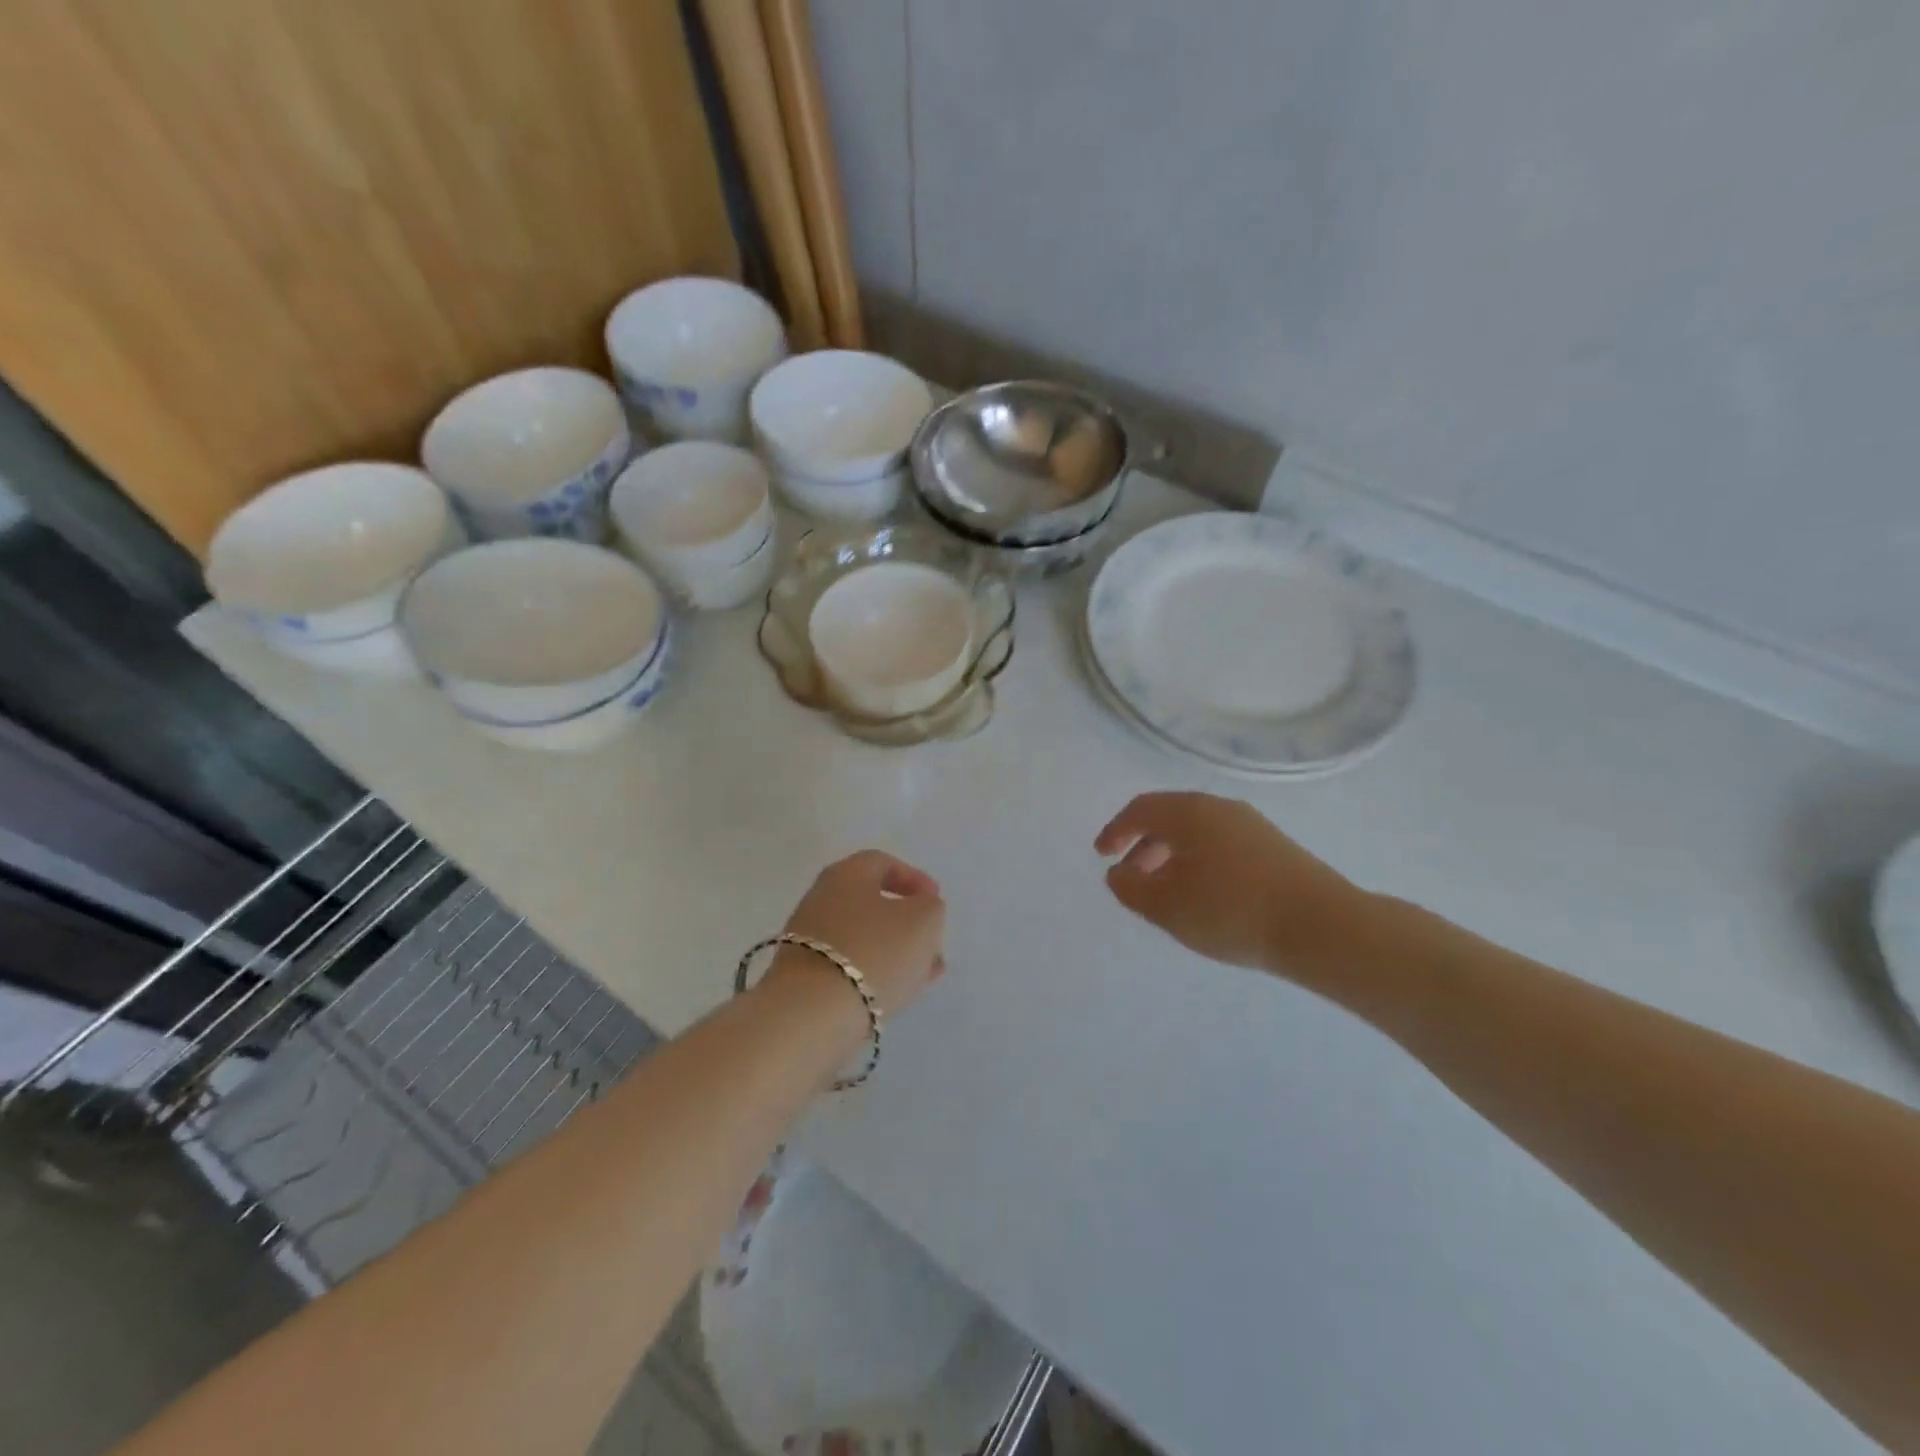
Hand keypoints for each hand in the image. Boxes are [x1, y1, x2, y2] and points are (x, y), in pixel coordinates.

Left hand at [770, 850, 947, 1017]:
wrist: (812, 1014)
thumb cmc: (874, 952)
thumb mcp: (923, 921)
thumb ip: (930, 908)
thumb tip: (920, 909)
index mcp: (846, 874)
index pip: (882, 862)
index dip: (913, 878)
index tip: (936, 900)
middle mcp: (821, 898)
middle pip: (871, 902)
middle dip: (907, 922)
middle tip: (932, 941)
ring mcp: (808, 939)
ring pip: (863, 937)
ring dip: (895, 951)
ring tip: (924, 974)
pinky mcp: (804, 976)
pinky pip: (848, 965)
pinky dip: (874, 972)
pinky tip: (897, 992)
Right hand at [1095, 791, 1366, 975]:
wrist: (1322, 927)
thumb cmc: (1232, 911)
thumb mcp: (1167, 906)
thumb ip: (1131, 888)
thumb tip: (1118, 874)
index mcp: (1190, 812)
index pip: (1141, 810)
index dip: (1115, 831)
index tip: (1102, 855)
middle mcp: (1220, 808)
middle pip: (1169, 818)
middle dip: (1143, 846)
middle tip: (1131, 878)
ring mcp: (1251, 826)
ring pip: (1197, 833)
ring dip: (1171, 856)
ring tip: (1165, 893)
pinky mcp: (1274, 847)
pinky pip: (1220, 845)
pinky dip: (1198, 862)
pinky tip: (1204, 896)